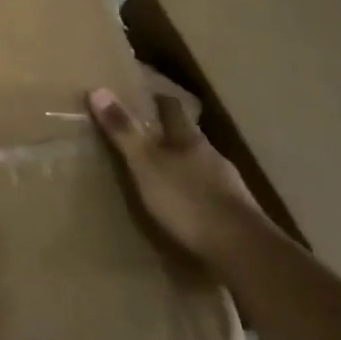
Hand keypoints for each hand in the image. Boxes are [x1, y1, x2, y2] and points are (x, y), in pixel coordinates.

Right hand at [88, 86, 262, 264]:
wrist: (242, 250)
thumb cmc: (187, 200)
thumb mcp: (145, 164)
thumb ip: (123, 131)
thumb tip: (97, 89)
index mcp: (189, 139)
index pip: (174, 108)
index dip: (159, 100)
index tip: (145, 96)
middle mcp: (211, 155)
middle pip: (188, 136)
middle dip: (169, 135)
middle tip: (144, 137)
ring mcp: (227, 185)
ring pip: (200, 165)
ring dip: (182, 166)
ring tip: (160, 174)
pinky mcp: (235, 213)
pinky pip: (208, 194)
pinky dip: (193, 194)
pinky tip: (183, 207)